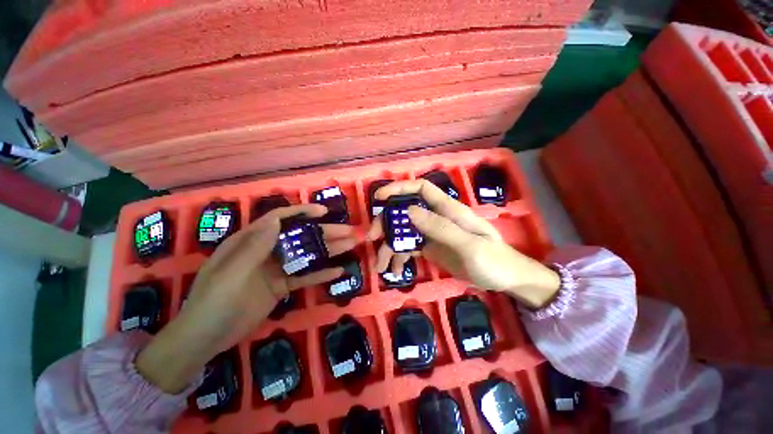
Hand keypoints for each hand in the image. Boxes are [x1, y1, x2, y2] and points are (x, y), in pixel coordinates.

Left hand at [137, 204, 356, 393]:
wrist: (205, 339)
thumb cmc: (213, 302)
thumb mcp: (231, 273)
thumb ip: (255, 247)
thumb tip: (277, 219)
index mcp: (250, 241)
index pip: (278, 219)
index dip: (302, 213)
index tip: (324, 212)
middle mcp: (266, 251)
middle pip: (299, 237)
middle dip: (324, 232)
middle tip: (348, 232)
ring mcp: (276, 269)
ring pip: (306, 255)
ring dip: (328, 250)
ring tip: (350, 246)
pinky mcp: (282, 286)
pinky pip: (305, 277)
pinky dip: (321, 274)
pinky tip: (339, 271)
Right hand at [367, 179, 558, 308]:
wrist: (505, 280)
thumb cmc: (493, 259)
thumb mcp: (468, 245)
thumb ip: (440, 227)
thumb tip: (409, 211)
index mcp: (448, 210)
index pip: (420, 189)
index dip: (399, 188)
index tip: (379, 198)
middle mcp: (437, 218)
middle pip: (405, 212)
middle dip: (387, 222)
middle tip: (373, 238)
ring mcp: (432, 234)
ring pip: (404, 232)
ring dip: (390, 246)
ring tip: (381, 265)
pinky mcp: (430, 249)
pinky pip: (410, 249)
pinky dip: (400, 257)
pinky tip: (395, 271)